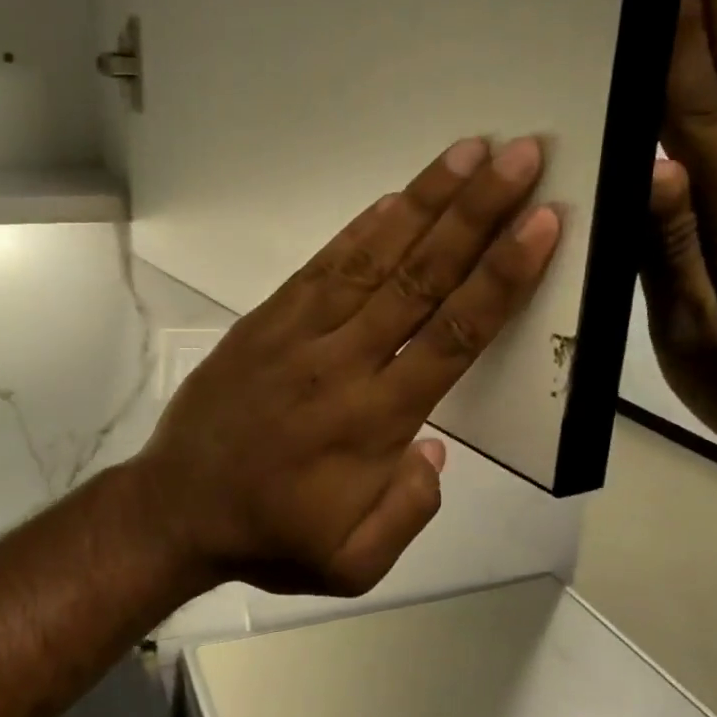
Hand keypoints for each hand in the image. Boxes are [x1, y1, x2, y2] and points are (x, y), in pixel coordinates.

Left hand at [133, 138, 561, 596]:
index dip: (503, 275)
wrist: (175, 510)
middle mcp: (343, 364)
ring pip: (373, 259)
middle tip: (521, 156)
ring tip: (468, 153)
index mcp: (374, 421)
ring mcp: (298, 335)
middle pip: (423, 278)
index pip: (454, 335)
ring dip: (424, 203)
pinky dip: (359, 230)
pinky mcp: (264, 323)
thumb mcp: (353, 563)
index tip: (542, 222)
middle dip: (477, 213)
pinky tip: (393, 198)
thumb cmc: (271, 537)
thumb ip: (410, 511)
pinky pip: (320, 267)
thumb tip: (434, 448)